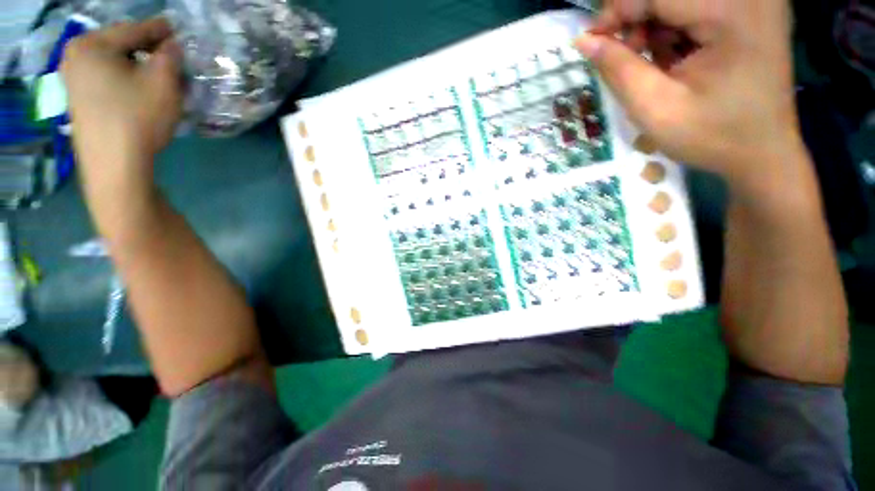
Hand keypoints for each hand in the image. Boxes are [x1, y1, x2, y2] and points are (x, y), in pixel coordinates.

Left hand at [61, 19, 181, 227]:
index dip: (161, 31)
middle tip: (172, 62)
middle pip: (121, 45)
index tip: (178, 33)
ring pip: (115, 63)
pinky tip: (140, 93)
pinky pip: (106, 79)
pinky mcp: (78, 99)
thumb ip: (170, 55)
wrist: (114, 164)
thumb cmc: (138, 117)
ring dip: (139, 67)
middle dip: (149, 51)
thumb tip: (172, 45)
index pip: (135, 29)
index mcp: (92, 43)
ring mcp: (73, 79)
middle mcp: (76, 55)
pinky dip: (126, 81)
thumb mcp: (164, 81)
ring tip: (160, 79)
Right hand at [576, 1, 804, 193]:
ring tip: (653, 62)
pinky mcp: (752, 7)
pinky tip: (673, 55)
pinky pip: (695, 7)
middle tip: (624, 56)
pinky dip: (673, 26)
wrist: (763, 151)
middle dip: (636, 17)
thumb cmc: (712, 136)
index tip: (593, 42)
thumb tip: (584, 40)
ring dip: (654, 24)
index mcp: (730, 12)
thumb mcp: (654, 109)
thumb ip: (618, 69)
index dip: (617, 11)